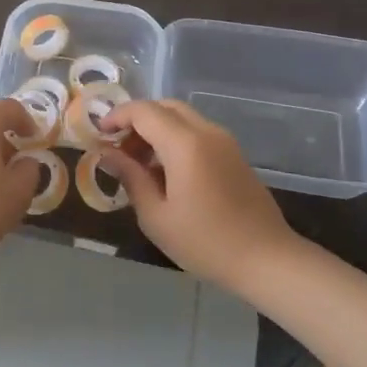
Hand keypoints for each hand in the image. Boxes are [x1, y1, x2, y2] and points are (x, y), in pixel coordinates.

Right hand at [96, 100, 302, 285]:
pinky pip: (197, 133)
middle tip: (118, 148)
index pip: (143, 111)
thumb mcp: (156, 215)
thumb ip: (131, 178)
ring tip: (138, 164)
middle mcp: (207, 132)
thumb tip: (107, 155)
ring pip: (182, 118)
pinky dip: (174, 139)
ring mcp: (224, 142)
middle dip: (137, 120)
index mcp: (185, 144)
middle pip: (165, 107)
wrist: (267, 259)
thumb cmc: (205, 242)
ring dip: (156, 130)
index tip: (98, 134)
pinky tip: (165, 172)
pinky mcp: (234, 155)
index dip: (117, 117)